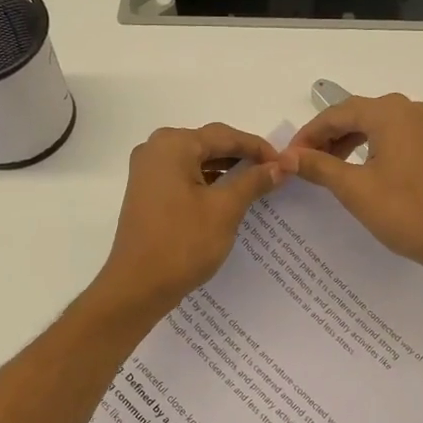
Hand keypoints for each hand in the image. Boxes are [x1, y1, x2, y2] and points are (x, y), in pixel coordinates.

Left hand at [91, 123, 284, 316]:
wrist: (137, 287)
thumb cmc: (182, 243)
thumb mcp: (225, 209)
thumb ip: (254, 181)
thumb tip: (282, 164)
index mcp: (173, 145)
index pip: (225, 135)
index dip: (258, 147)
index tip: (285, 163)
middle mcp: (155, 149)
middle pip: (209, 144)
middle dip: (242, 157)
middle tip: (274, 172)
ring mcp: (148, 171)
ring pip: (197, 161)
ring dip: (226, 170)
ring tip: (258, 184)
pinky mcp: (147, 192)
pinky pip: (184, 176)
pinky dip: (208, 183)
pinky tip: (230, 196)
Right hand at [280, 94, 422, 275]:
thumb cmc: (408, 212)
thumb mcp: (355, 189)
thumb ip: (319, 166)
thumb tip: (287, 156)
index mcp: (390, 113)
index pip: (337, 113)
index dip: (309, 134)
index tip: (288, 157)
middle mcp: (411, 111)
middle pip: (357, 115)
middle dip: (328, 137)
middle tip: (304, 163)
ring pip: (377, 126)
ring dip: (348, 142)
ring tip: (327, 169)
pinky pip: (395, 138)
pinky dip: (372, 149)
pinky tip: (360, 171)